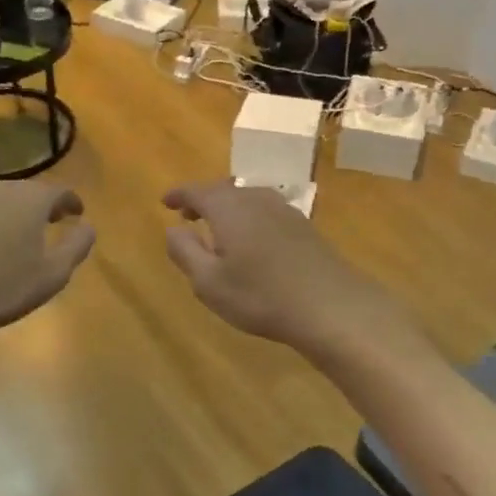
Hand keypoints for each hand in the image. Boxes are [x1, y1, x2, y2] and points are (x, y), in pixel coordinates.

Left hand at [0, 180, 95, 350]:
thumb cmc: (3, 288)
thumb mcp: (54, 274)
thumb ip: (77, 245)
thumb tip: (87, 225)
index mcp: (30, 200)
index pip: (58, 191)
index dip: (71, 202)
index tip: (78, 214)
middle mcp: (0, 191)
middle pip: (28, 190)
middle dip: (43, 203)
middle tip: (53, 220)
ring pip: (1, 198)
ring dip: (15, 210)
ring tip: (21, 230)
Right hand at [162, 180, 392, 352]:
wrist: (331, 306)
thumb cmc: (260, 296)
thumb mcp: (208, 282)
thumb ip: (185, 251)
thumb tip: (173, 229)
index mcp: (228, 208)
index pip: (197, 191)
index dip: (179, 195)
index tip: (165, 202)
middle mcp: (256, 199)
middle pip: (224, 190)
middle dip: (203, 200)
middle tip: (187, 215)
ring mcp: (284, 211)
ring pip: (247, 199)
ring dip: (228, 208)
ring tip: (217, 227)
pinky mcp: (304, 227)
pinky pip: (266, 211)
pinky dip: (250, 217)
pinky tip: (252, 240)